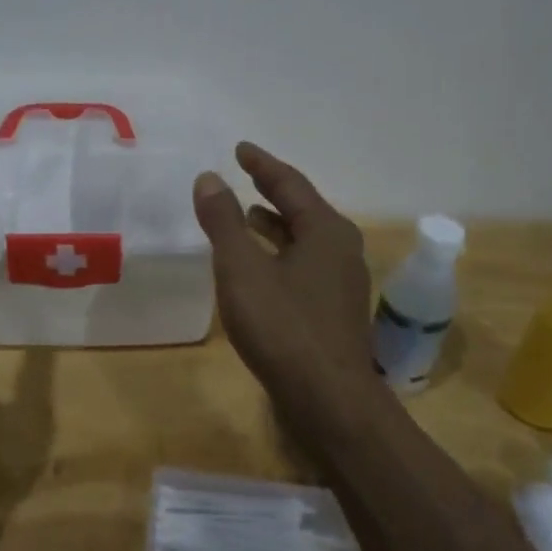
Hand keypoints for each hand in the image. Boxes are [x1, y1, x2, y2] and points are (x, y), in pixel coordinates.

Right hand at [193, 142, 380, 414]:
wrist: (328, 401)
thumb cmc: (283, 327)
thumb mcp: (241, 269)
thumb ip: (223, 221)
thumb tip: (209, 178)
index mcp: (326, 231)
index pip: (290, 184)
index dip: (262, 165)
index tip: (240, 149)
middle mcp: (341, 250)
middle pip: (303, 209)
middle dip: (272, 192)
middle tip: (244, 176)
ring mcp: (342, 284)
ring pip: (305, 240)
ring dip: (276, 225)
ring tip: (246, 217)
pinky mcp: (334, 312)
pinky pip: (304, 266)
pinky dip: (280, 254)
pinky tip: (259, 269)